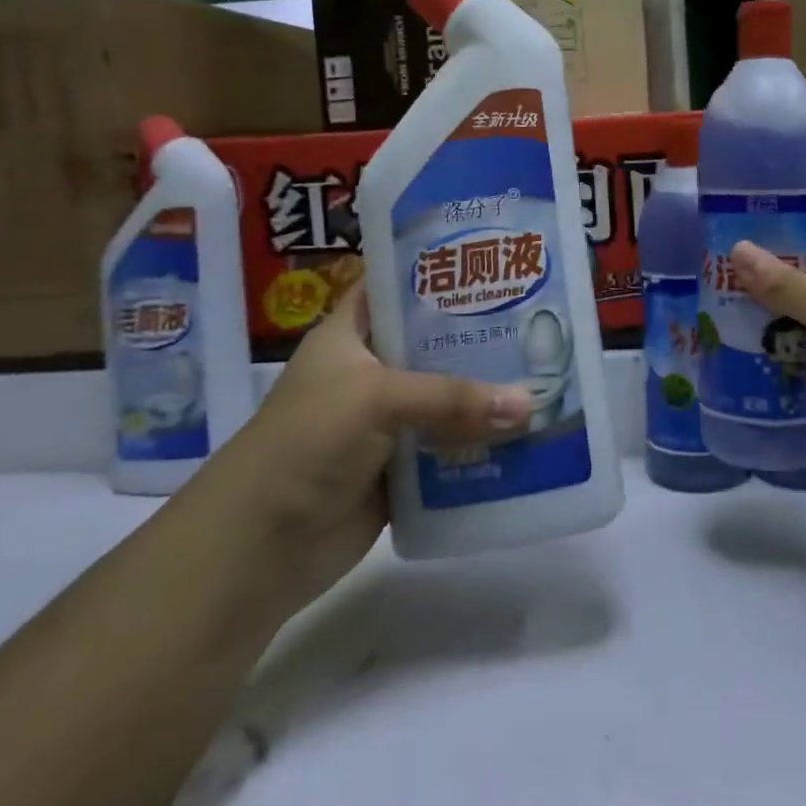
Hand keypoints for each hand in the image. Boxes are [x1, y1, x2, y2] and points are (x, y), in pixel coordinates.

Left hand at [201, 286, 531, 606]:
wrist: (258, 549)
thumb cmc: (306, 443)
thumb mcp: (376, 399)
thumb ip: (452, 398)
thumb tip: (529, 405)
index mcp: (350, 334)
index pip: (395, 285)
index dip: (437, 268)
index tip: (491, 256)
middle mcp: (371, 371)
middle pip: (433, 342)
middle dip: (481, 334)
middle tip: (539, 317)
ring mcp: (386, 422)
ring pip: (448, 397)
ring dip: (488, 393)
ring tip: (548, 371)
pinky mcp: (401, 468)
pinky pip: (451, 447)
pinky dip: (482, 443)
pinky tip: (528, 432)